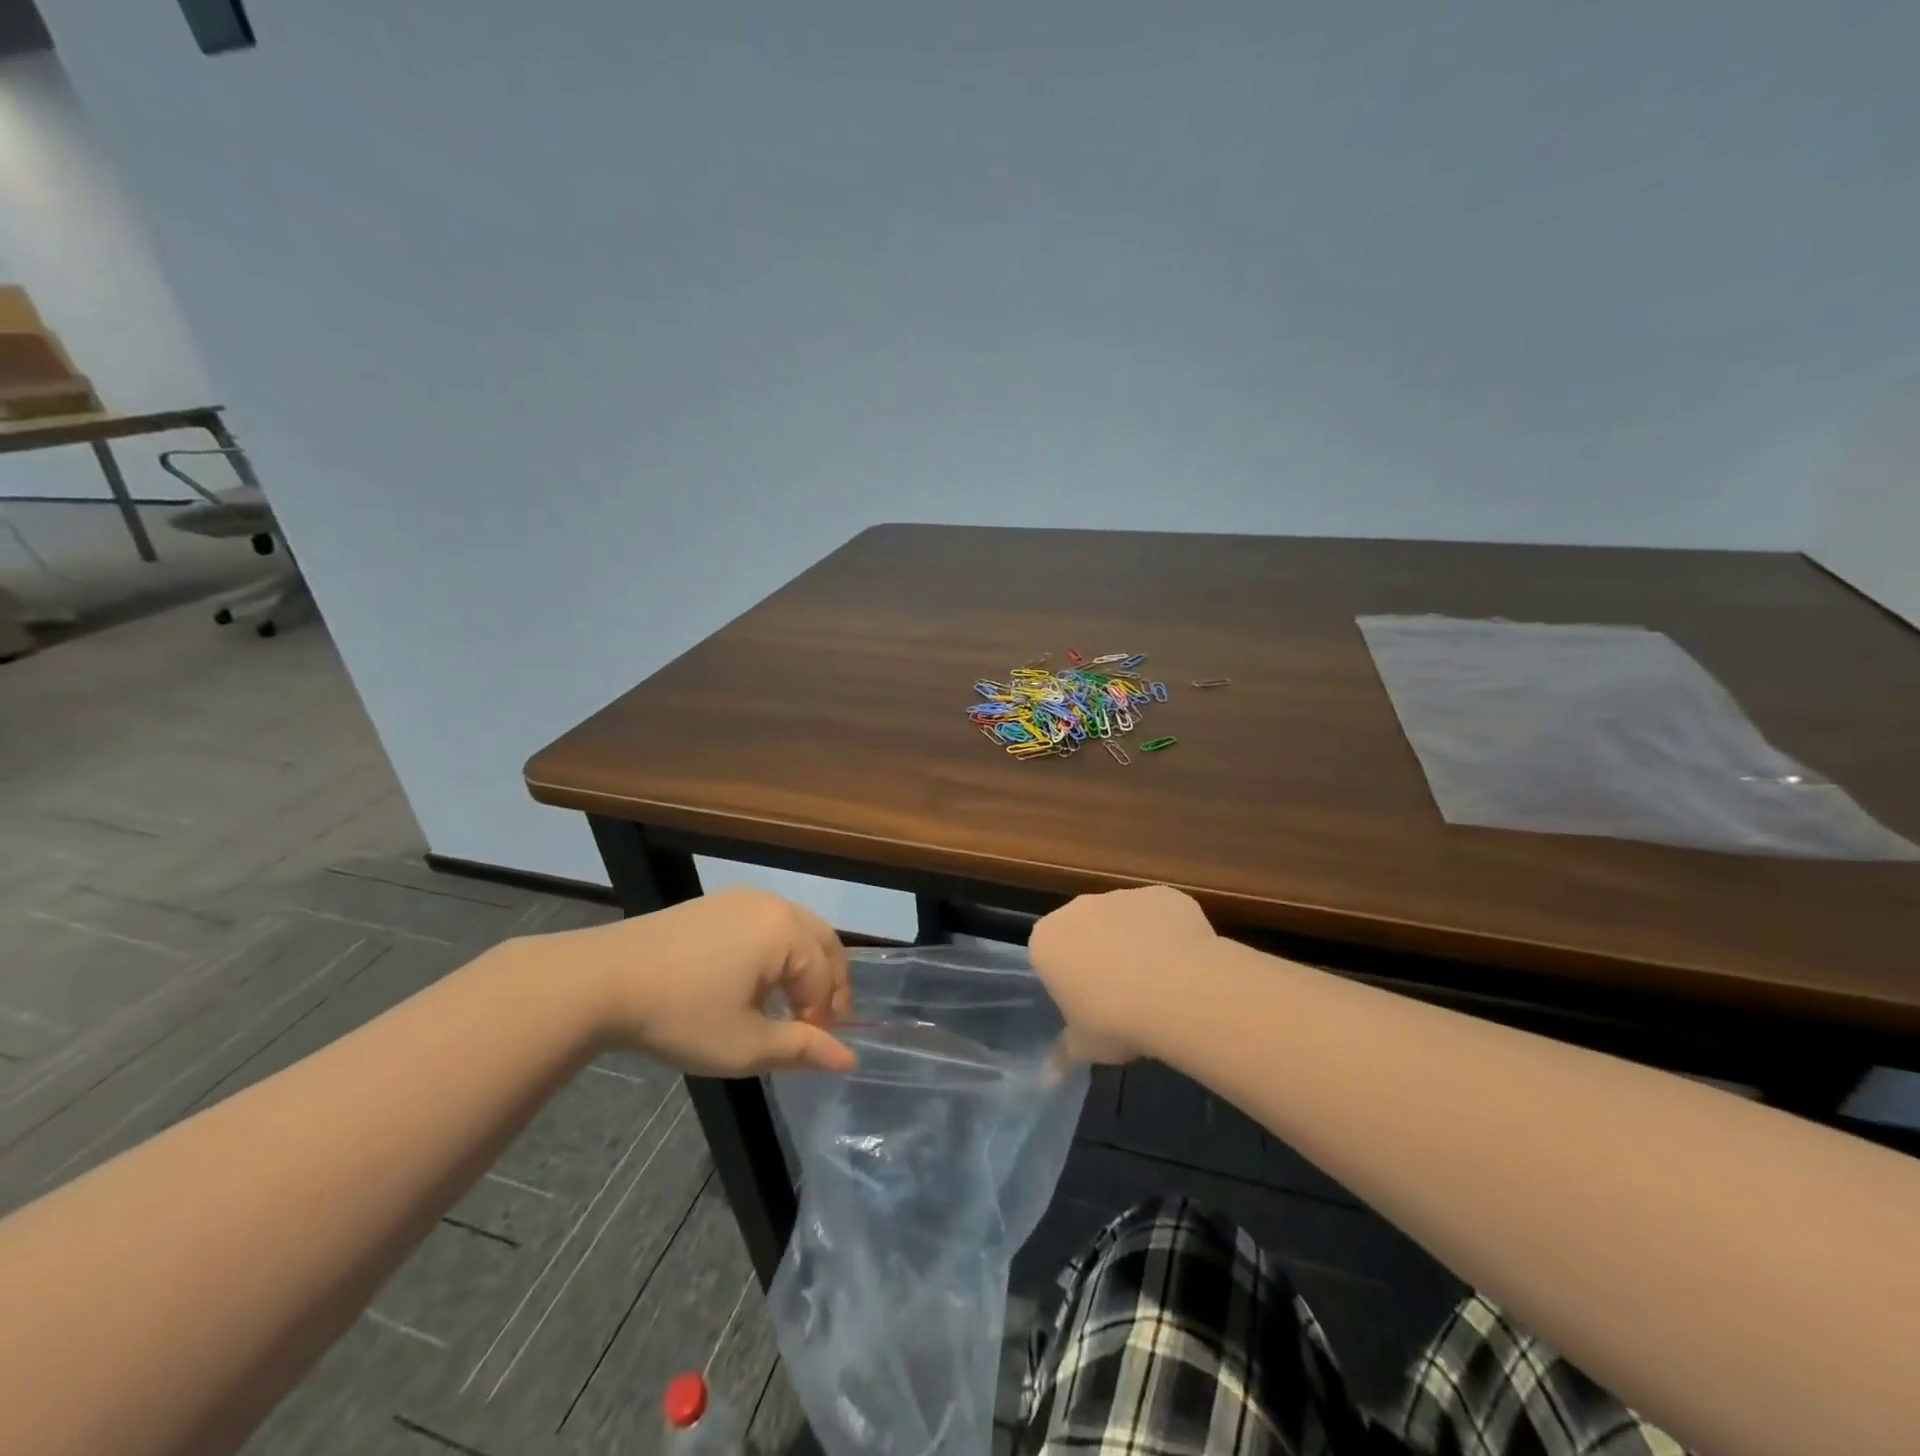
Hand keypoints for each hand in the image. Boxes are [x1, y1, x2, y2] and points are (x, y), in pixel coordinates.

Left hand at [546, 889, 855, 1075]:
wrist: (601, 980)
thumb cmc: (682, 1015)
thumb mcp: (745, 1045)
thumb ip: (802, 1049)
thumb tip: (848, 1059)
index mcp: (787, 931)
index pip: (826, 978)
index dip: (825, 1018)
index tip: (809, 1050)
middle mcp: (773, 904)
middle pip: (823, 942)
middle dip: (828, 983)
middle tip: (817, 1023)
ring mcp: (742, 899)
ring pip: (796, 929)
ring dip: (804, 966)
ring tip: (788, 1006)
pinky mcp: (715, 904)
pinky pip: (767, 923)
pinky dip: (777, 952)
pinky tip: (754, 982)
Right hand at [1029, 885, 1217, 1063]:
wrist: (1177, 990)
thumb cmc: (1115, 1020)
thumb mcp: (1085, 1046)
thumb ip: (1064, 1053)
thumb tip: (1047, 1078)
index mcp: (1047, 940)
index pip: (1049, 955)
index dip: (1068, 980)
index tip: (1088, 1004)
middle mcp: (1079, 908)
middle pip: (1084, 930)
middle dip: (1098, 953)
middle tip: (1122, 994)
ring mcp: (1122, 896)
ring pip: (1123, 919)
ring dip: (1134, 941)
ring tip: (1160, 982)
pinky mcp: (1162, 894)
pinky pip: (1161, 915)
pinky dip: (1169, 933)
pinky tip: (1185, 964)